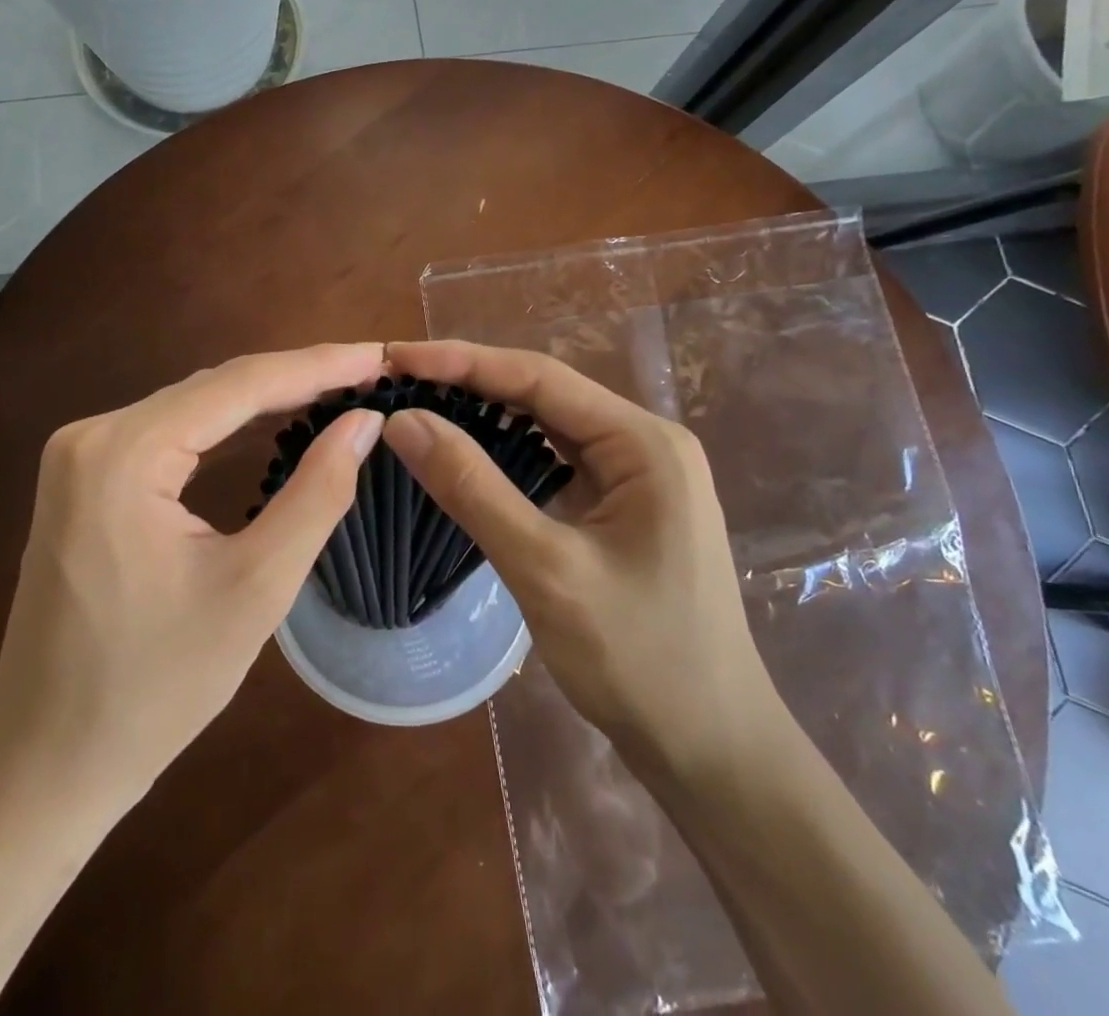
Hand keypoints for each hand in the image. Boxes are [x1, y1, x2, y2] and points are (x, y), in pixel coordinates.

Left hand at [0, 343, 387, 806]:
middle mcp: (92, 434)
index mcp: (123, 453)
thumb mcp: (255, 588)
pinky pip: (170, 432)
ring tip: (337, 390)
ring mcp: (80, 455)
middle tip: (369, 373)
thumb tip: (364, 420)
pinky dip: (226, 426)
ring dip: (265, 398)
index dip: (319, 365)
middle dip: (296, 378)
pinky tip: (271, 423)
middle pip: (215, 387)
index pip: (240, 384)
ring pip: (194, 406)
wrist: (46, 763)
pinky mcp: (83, 479)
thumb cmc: (155, 687)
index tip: (380, 355)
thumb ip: (317, 493)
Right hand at [382, 340, 785, 784]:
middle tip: (397, 381)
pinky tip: (467, 453)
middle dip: (470, 383)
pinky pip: (557, 461)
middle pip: (544, 395)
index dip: (462, 361)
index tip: (396, 358)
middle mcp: (645, 444)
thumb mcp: (545, 569)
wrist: (712, 751)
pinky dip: (507, 452)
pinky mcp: (624, 507)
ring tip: (420, 405)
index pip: (539, 377)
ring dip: (486, 414)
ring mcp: (638, 476)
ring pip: (548, 426)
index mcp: (643, 442)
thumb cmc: (639, 660)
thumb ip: (472, 488)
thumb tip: (402, 420)